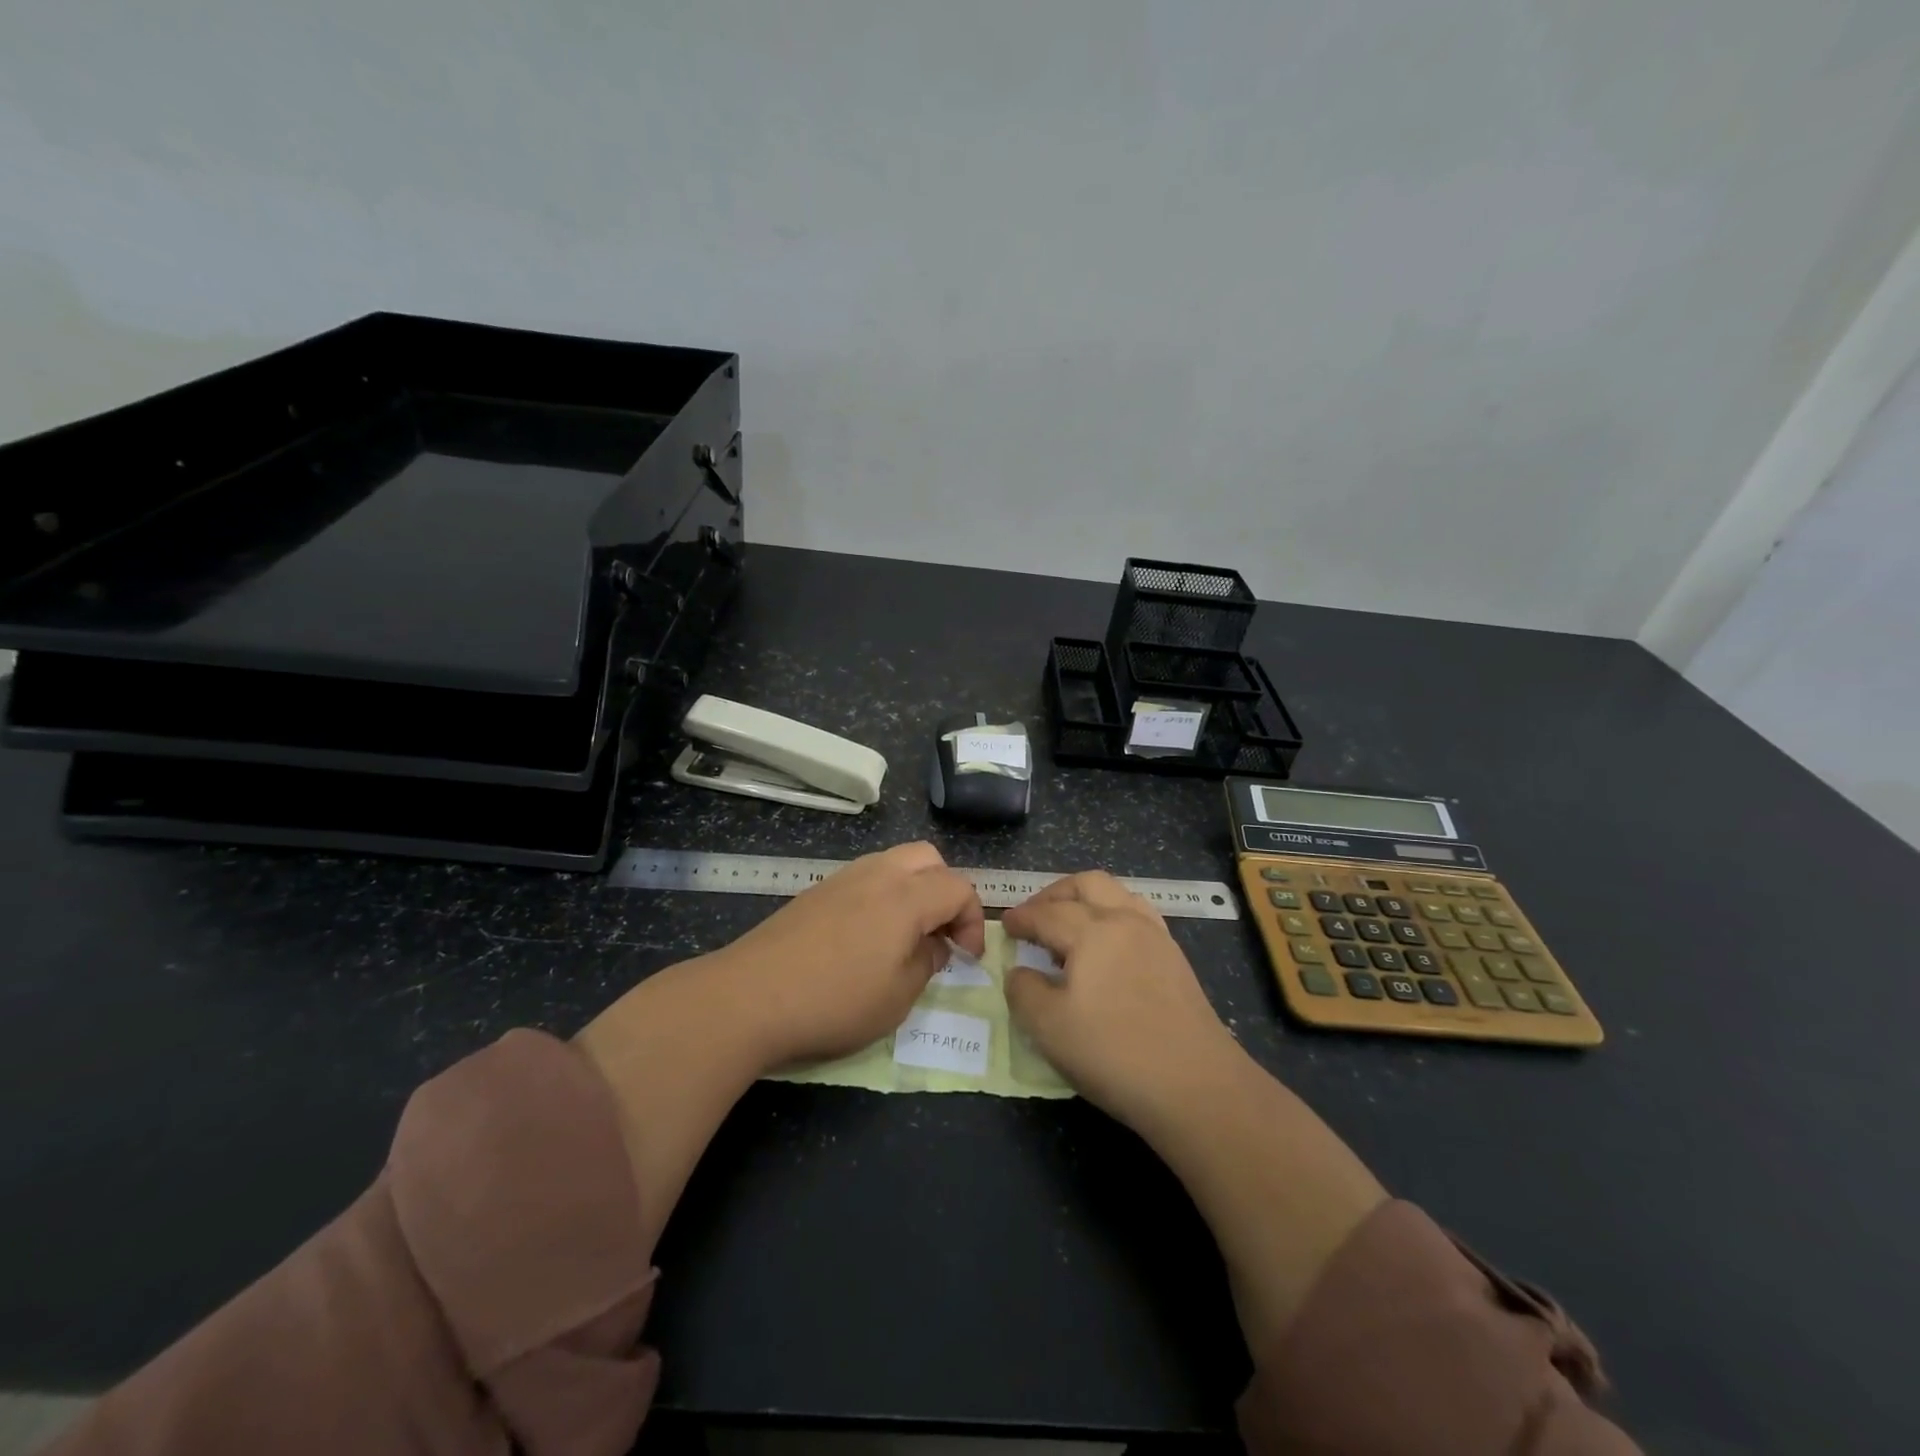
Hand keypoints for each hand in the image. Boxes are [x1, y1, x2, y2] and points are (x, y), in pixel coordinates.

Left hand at [709, 841, 985, 1069]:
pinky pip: (866, 876)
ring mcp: (844, 878)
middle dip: (946, 891)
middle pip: (929, 859)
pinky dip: (884, 894)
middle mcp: (878, 874)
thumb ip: (927, 962)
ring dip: (914, 889)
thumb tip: (934, 944)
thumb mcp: (898, 997)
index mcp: (907, 897)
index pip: (959, 888)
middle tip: (941, 933)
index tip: (967, 957)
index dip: (973, 921)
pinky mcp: (818, 890)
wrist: (751, 996)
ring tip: (906, 935)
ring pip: (895, 862)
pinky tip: (868, 935)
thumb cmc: (835, 1001)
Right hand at [1002, 871, 1239, 1128]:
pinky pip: (1138, 917)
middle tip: (1035, 915)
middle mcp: (1126, 921)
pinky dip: (1114, 917)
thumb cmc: (1113, 1053)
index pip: (1047, 913)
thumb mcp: (1048, 1027)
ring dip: (1088, 900)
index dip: (1021, 918)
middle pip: (1087, 884)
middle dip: (1055, 893)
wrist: (1196, 1086)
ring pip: (1118, 894)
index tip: (1004, 925)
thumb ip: (1023, 991)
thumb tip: (1020, 972)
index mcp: (1093, 930)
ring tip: (1071, 927)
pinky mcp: (1176, 960)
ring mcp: (1157, 938)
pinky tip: (1106, 949)